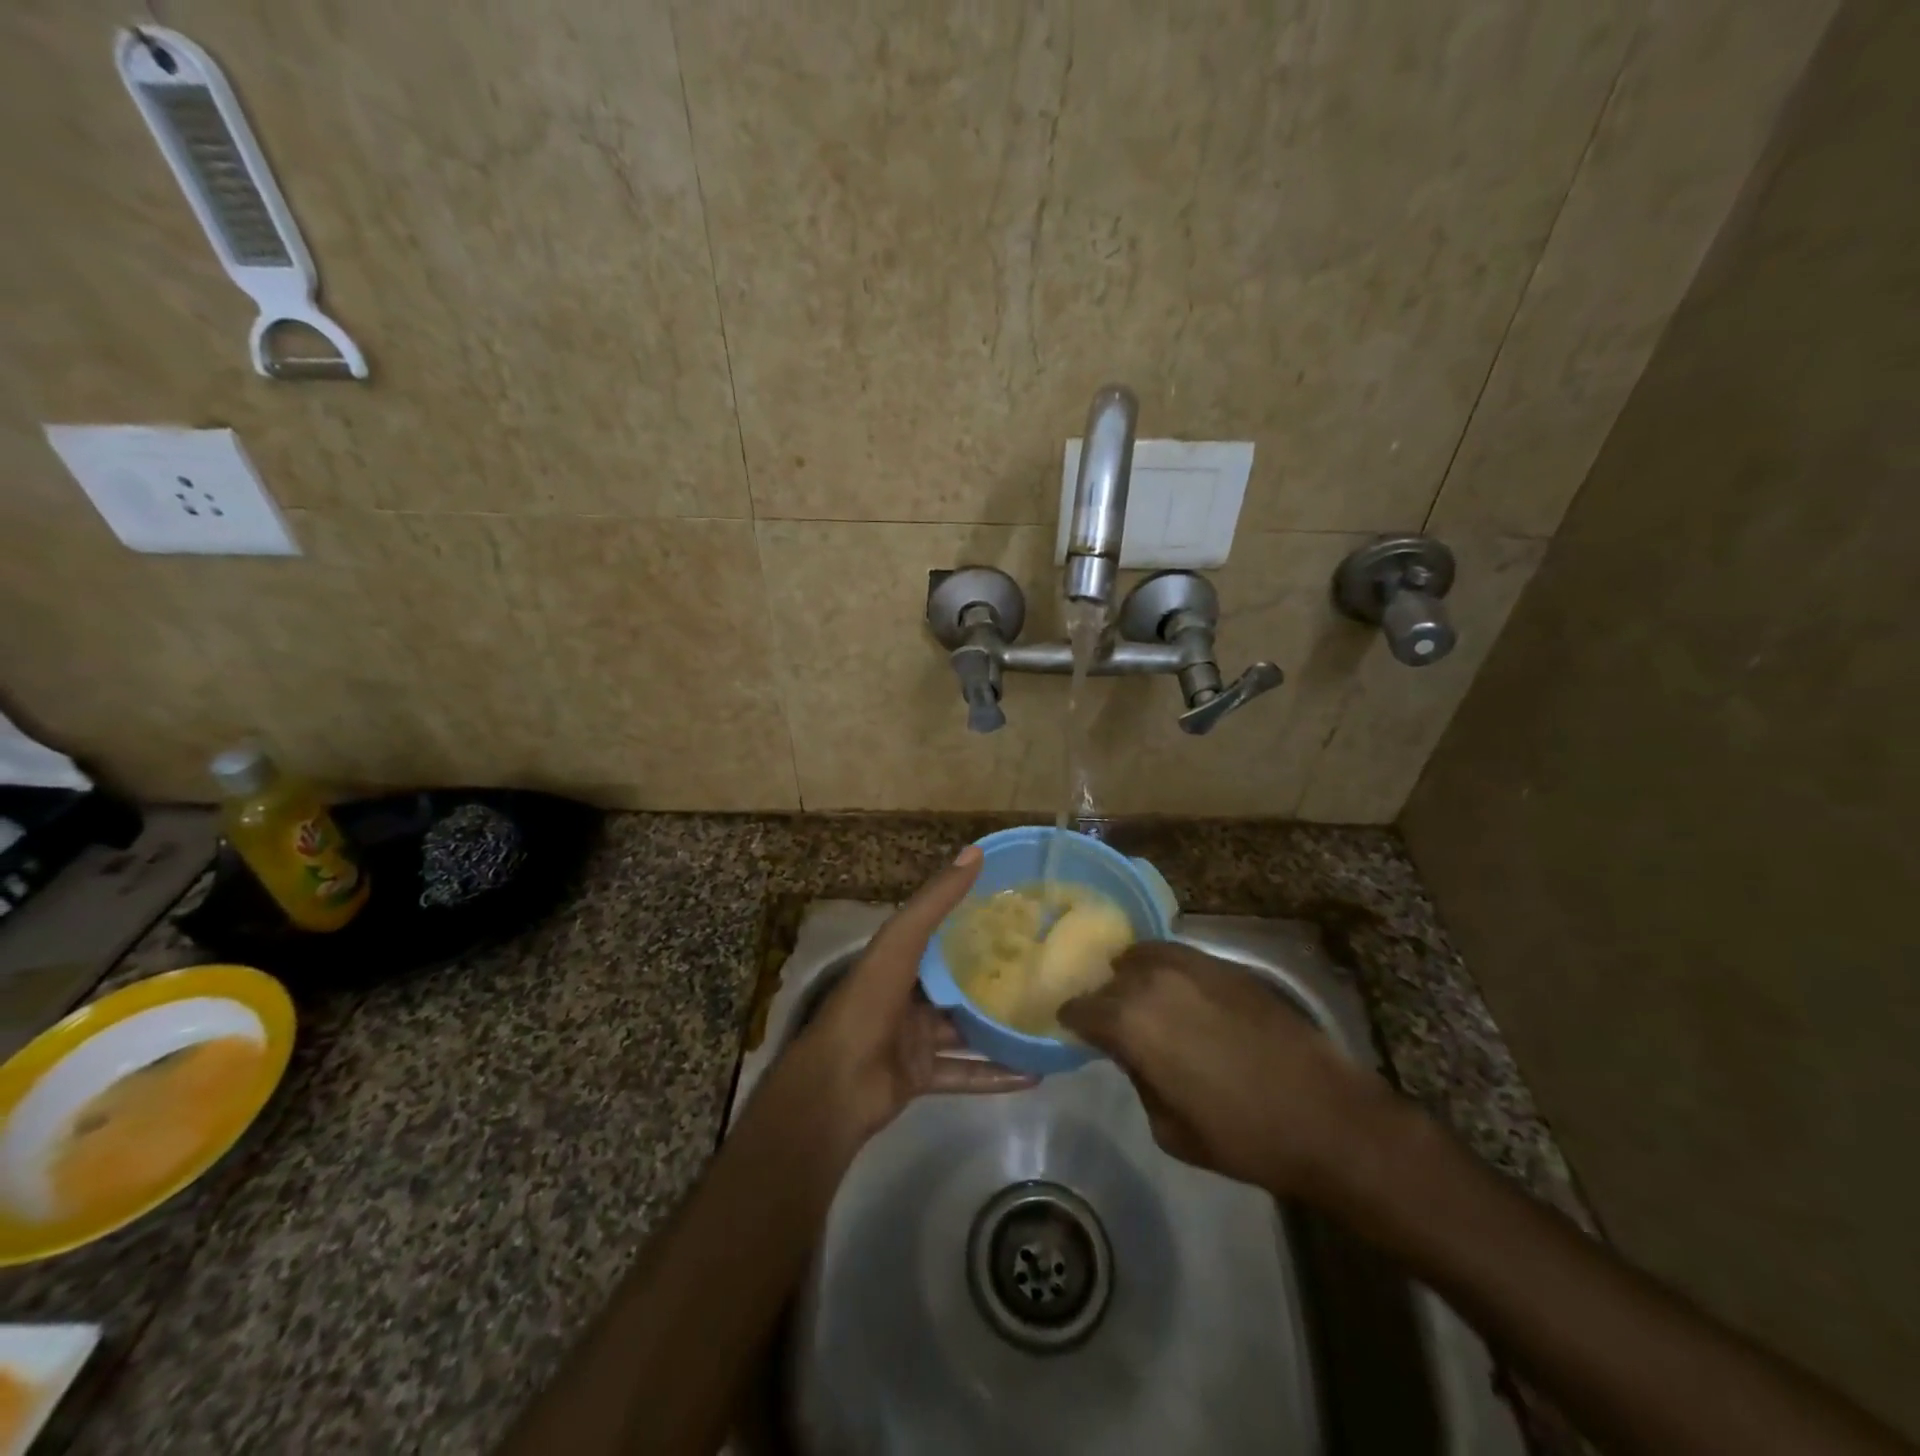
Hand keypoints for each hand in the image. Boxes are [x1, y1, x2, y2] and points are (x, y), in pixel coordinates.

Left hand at [776, 846, 1032, 1163]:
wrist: (836, 1086)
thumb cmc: (868, 1003)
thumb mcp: (902, 942)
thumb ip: (936, 901)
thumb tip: (975, 851)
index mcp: (898, 959)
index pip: (940, 933)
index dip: (974, 922)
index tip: (1017, 913)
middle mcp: (907, 995)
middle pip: (957, 983)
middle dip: (994, 978)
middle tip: (1043, 970)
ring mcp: (914, 1038)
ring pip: (966, 1031)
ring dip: (1000, 1029)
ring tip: (1045, 1022)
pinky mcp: (921, 1075)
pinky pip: (966, 1074)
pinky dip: (997, 1075)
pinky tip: (1036, 1074)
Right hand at [1059, 940, 1397, 1204]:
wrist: (1326, 1118)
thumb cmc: (1241, 1136)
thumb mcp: (1168, 1128)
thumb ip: (1138, 1078)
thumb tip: (1132, 1052)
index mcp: (1131, 1022)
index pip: (1082, 1008)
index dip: (1071, 1019)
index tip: (1070, 1027)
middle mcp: (1155, 981)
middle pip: (1110, 978)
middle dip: (1103, 998)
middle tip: (1108, 1020)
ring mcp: (1194, 966)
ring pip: (1143, 956)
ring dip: (1133, 976)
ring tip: (1140, 997)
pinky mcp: (1227, 966)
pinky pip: (1179, 955)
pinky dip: (1166, 968)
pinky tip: (1177, 991)